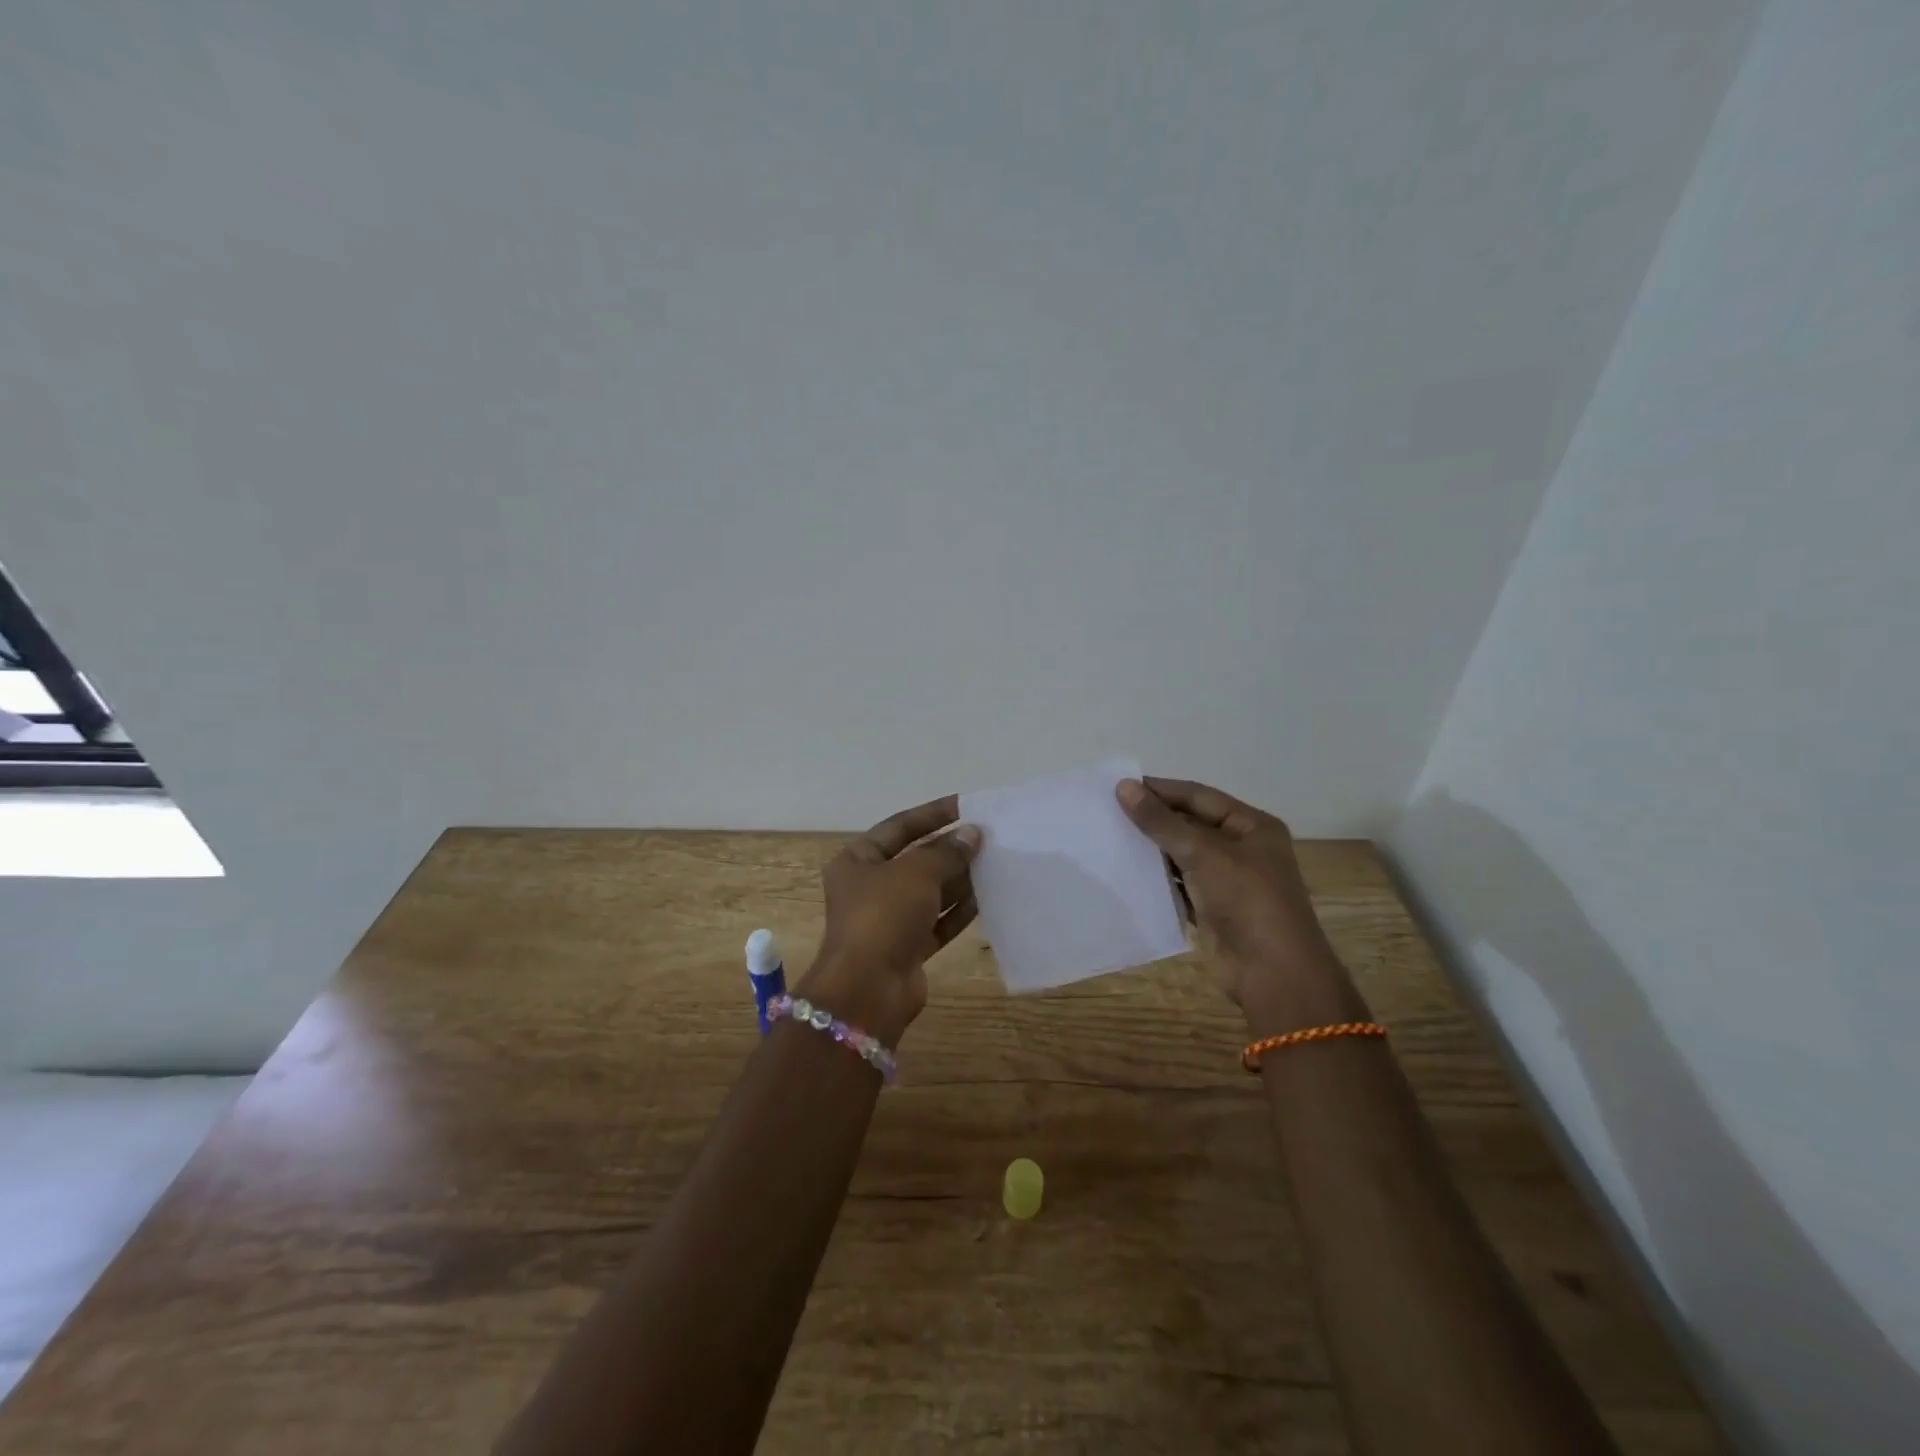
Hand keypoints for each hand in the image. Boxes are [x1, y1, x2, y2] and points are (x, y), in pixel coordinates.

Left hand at [796, 795, 980, 1045]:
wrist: (868, 990)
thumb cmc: (884, 916)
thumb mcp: (917, 873)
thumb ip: (947, 851)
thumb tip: (972, 834)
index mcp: (857, 860)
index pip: (899, 826)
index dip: (933, 814)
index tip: (967, 805)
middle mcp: (869, 887)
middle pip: (916, 860)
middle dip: (950, 849)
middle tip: (988, 837)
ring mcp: (887, 920)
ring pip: (929, 892)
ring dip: (959, 879)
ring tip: (994, 864)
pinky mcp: (906, 948)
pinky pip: (936, 922)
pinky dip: (958, 911)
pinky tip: (987, 899)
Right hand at [1117, 777, 1347, 1012]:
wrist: (1272, 972)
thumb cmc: (1247, 900)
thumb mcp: (1203, 853)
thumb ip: (1161, 822)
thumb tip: (1124, 787)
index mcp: (1252, 826)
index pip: (1199, 796)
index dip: (1161, 790)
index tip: (1120, 786)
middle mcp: (1241, 849)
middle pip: (1190, 824)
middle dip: (1154, 819)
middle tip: (1108, 811)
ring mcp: (1227, 881)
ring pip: (1182, 855)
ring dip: (1152, 849)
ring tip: (1110, 837)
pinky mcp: (1211, 909)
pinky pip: (1178, 885)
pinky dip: (1157, 879)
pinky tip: (1126, 872)